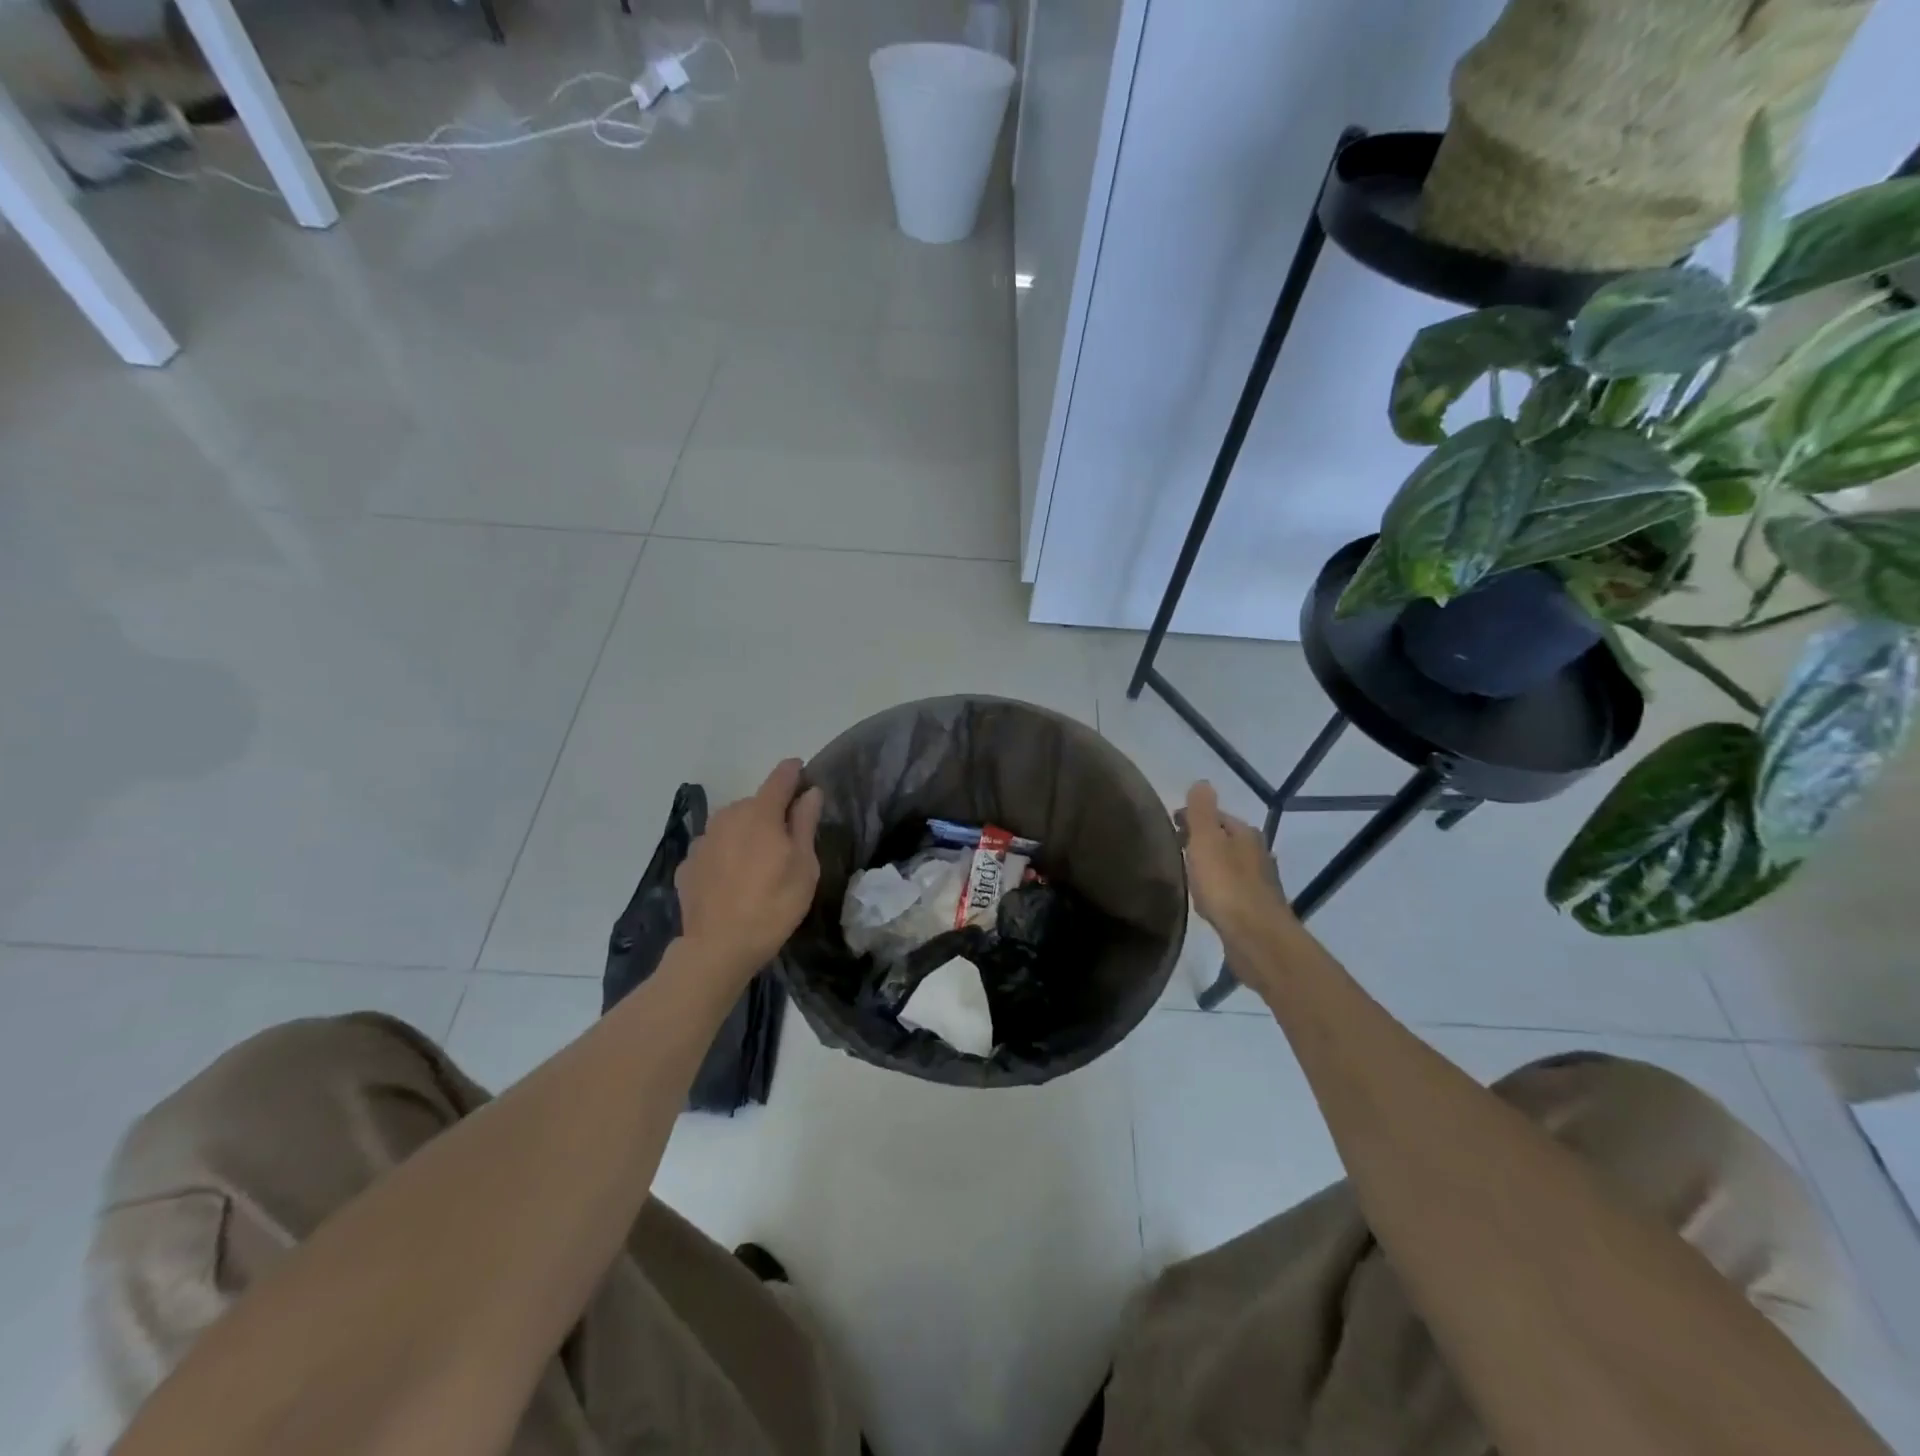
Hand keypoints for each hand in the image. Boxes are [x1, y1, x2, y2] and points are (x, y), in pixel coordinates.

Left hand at [677, 760, 823, 974]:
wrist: (717, 948)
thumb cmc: (773, 905)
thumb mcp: (804, 866)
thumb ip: (805, 824)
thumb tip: (810, 792)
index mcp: (760, 814)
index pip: (780, 778)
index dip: (794, 772)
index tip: (802, 771)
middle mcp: (728, 816)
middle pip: (756, 803)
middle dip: (772, 813)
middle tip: (786, 841)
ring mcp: (703, 840)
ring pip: (732, 824)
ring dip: (746, 833)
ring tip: (757, 863)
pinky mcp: (688, 864)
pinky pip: (714, 848)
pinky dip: (725, 854)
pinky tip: (732, 879)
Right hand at [1182, 781, 1293, 945]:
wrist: (1256, 936)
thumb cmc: (1226, 884)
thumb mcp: (1206, 840)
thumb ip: (1202, 811)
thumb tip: (1202, 782)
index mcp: (1245, 833)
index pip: (1216, 816)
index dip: (1192, 817)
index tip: (1169, 825)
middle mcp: (1258, 853)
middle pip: (1225, 839)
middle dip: (1202, 840)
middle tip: (1175, 848)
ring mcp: (1260, 882)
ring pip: (1229, 864)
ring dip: (1211, 865)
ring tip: (1187, 873)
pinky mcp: (1256, 908)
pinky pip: (1231, 889)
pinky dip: (1218, 888)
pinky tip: (1206, 899)